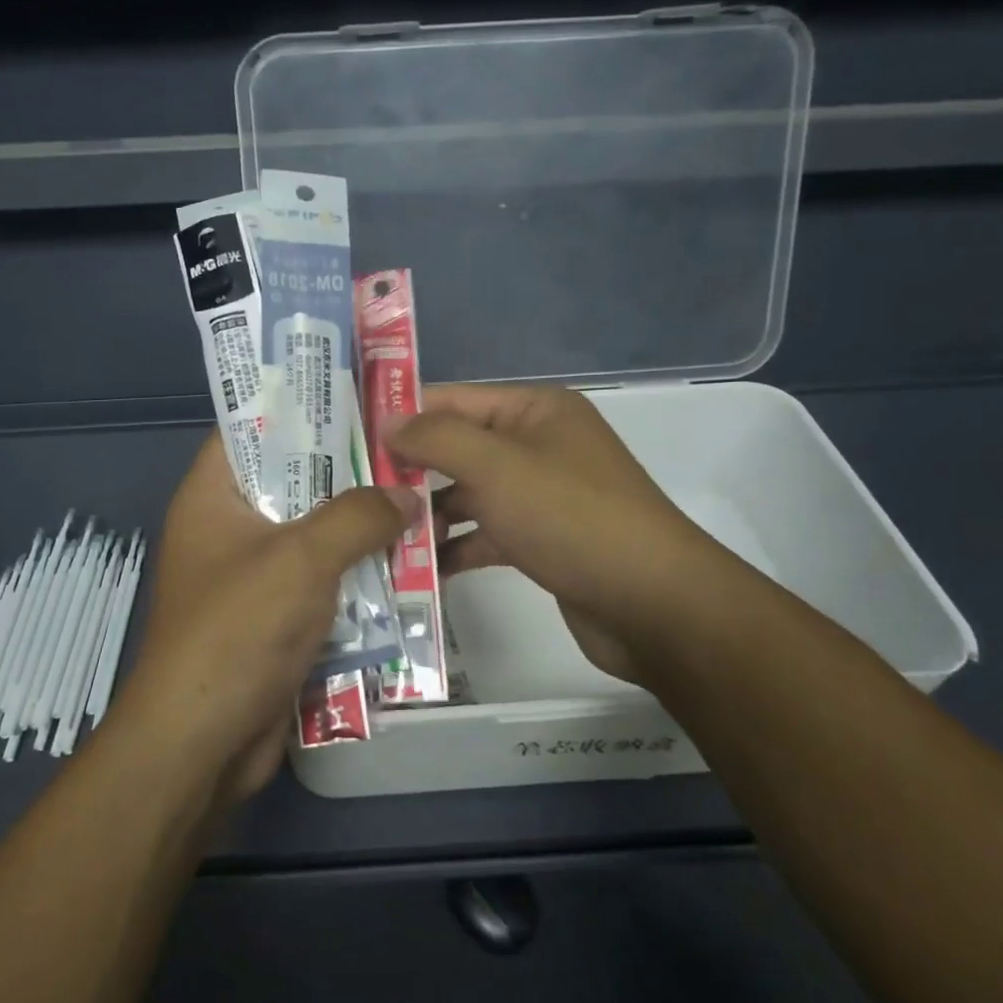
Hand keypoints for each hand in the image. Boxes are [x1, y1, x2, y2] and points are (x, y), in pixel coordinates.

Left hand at [108, 434, 415, 804]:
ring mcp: (252, 577)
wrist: (202, 744)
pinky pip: (321, 583)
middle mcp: (229, 529)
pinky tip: (405, 565)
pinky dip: (356, 576)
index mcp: (213, 496)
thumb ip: (357, 517)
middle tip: (407, 450)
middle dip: (348, 471)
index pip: (251, 428)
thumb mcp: (302, 558)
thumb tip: (405, 495)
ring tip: (419, 501)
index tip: (358, 395)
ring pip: (313, 536)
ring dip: (360, 529)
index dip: (300, 406)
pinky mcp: (274, 619)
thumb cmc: (238, 631)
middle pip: (292, 481)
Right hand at [386, 385, 716, 682]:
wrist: (652, 604)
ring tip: (377, 534)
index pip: (453, 399)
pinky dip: (456, 547)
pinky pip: (487, 533)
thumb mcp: (496, 466)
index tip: (350, 436)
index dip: (402, 414)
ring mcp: (542, 494)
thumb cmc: (570, 517)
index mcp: (535, 410)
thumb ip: (436, 438)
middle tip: (354, 490)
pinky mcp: (543, 540)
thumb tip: (388, 422)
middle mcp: (539, 444)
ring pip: (469, 494)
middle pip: (458, 448)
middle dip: (409, 470)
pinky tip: (418, 568)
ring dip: (428, 514)